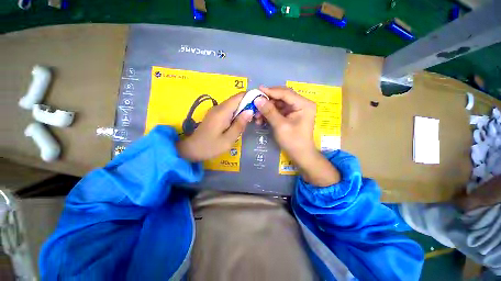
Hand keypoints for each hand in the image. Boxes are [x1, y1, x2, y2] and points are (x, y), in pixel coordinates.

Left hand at [177, 93, 252, 161]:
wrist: (191, 150)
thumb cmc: (210, 147)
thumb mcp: (228, 139)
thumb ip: (239, 125)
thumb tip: (250, 111)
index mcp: (222, 112)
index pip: (239, 96)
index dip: (251, 97)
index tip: (260, 105)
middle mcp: (219, 107)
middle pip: (237, 100)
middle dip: (249, 105)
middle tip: (257, 117)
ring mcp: (216, 110)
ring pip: (234, 105)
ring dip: (243, 110)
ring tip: (252, 120)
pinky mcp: (215, 115)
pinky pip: (229, 110)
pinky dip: (237, 114)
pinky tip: (240, 123)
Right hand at [254, 86, 339, 186]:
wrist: (300, 155)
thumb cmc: (293, 141)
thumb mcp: (280, 126)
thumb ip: (269, 111)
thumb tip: (257, 99)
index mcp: (304, 104)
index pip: (285, 93)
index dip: (270, 91)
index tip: (257, 90)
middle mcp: (301, 104)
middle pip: (281, 97)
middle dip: (267, 101)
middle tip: (255, 103)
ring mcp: (295, 109)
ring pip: (278, 104)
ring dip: (267, 108)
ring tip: (257, 115)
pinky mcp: (290, 115)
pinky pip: (278, 110)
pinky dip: (269, 114)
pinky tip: (261, 119)